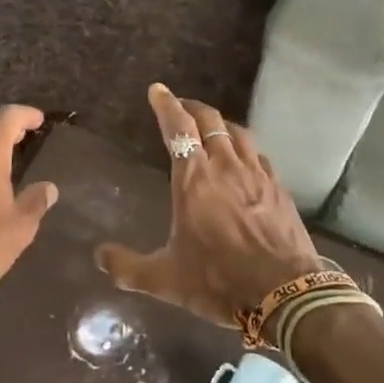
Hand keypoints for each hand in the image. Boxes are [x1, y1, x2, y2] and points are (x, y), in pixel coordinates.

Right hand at [96, 85, 321, 325]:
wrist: (285, 292)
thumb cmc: (219, 280)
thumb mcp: (166, 279)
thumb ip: (128, 267)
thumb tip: (99, 257)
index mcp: (194, 178)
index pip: (178, 128)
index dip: (166, 105)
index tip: (157, 90)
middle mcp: (225, 166)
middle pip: (209, 120)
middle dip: (191, 107)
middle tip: (180, 105)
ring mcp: (256, 173)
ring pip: (237, 132)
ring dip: (220, 123)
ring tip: (211, 126)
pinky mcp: (277, 187)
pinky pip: (257, 154)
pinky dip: (244, 146)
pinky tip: (243, 157)